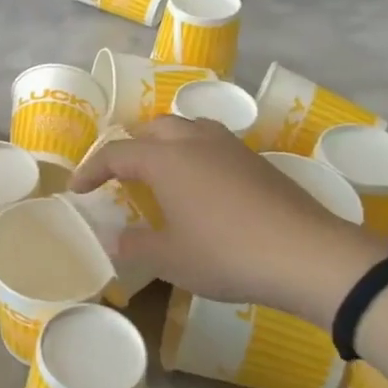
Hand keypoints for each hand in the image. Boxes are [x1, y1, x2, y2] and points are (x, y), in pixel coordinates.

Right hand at [70, 116, 387, 327]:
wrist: (309, 255)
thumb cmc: (228, 253)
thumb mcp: (171, 259)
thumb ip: (136, 246)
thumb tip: (113, 240)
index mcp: (166, 159)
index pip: (116, 154)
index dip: (92, 170)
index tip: (78, 190)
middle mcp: (195, 141)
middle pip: (153, 128)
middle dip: (131, 146)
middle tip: (122, 174)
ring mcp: (230, 148)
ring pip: (188, 128)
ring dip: (166, 143)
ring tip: (162, 171)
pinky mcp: (258, 162)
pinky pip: (214, 144)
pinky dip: (196, 154)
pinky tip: (203, 185)